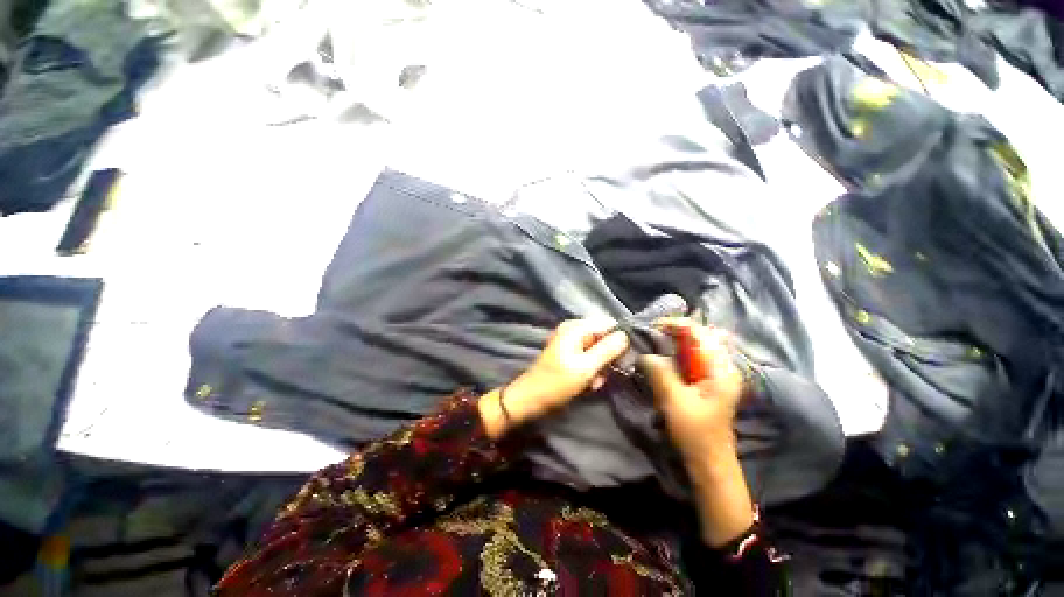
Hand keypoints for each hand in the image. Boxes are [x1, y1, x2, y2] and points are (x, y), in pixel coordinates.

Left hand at [480, 319, 628, 437]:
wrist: (530, 398)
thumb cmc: (557, 383)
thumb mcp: (586, 368)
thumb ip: (607, 350)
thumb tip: (625, 335)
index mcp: (576, 327)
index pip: (608, 324)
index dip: (618, 340)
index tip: (621, 359)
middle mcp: (573, 330)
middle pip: (603, 337)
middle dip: (607, 357)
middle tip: (603, 375)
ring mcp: (570, 341)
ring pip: (597, 350)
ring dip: (599, 367)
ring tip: (593, 382)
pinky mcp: (569, 354)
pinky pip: (588, 358)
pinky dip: (590, 370)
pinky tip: (587, 384)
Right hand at [639, 318, 753, 547]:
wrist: (709, 462)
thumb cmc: (695, 433)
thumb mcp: (674, 400)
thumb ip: (658, 372)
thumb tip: (643, 354)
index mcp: (720, 369)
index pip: (699, 333)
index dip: (674, 324)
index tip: (650, 327)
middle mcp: (722, 366)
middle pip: (699, 335)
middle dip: (673, 331)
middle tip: (650, 333)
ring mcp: (716, 373)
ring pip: (695, 346)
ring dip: (674, 341)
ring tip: (653, 341)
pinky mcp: (707, 381)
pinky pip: (691, 357)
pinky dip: (676, 352)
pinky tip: (662, 357)